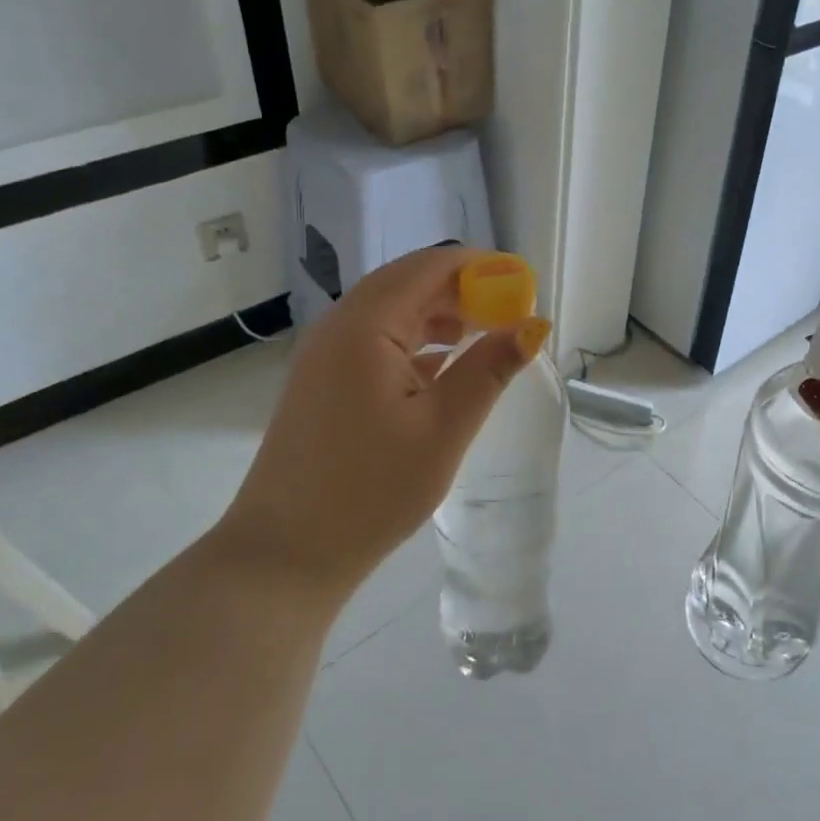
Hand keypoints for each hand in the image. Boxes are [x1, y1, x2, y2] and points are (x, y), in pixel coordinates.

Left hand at [219, 246, 548, 600]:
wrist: (286, 553)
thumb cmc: (371, 490)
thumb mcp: (443, 429)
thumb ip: (489, 370)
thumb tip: (533, 326)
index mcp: (365, 326)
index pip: (430, 267)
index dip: (481, 267)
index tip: (524, 286)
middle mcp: (339, 325)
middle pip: (409, 282)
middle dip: (463, 289)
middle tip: (511, 313)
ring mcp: (325, 353)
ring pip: (392, 310)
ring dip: (440, 314)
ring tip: (486, 334)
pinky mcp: (323, 380)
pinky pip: (376, 339)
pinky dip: (416, 339)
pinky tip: (444, 364)